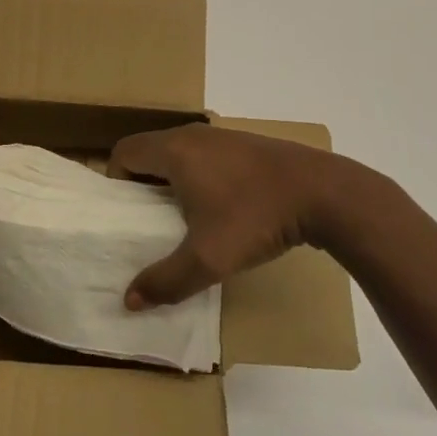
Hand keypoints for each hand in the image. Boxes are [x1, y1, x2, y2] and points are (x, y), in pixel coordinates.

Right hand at [112, 122, 355, 309]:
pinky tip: (221, 210)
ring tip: (183, 220)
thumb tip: (129, 300)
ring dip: (173, 181)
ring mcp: (222, 137)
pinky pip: (206, 157)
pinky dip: (200, 177)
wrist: (321, 192)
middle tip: (147, 222)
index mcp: (174, 150)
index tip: (124, 213)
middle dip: (142, 184)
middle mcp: (193, 135)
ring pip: (180, 154)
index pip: (125, 152)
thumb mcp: (208, 258)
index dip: (116, 180)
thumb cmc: (254, 217)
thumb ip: (166, 281)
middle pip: (150, 151)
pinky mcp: (246, 146)